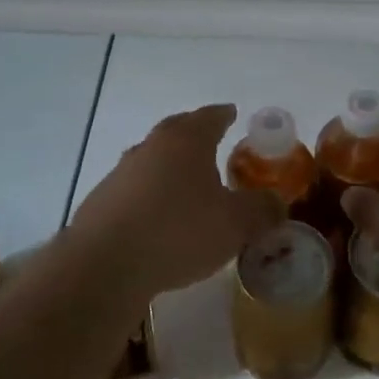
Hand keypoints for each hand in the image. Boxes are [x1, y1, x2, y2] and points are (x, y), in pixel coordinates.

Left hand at [71, 104, 282, 298]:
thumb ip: (262, 209)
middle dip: (196, 137)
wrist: (105, 264)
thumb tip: (277, 202)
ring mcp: (122, 173)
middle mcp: (151, 146)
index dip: (224, 116)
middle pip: (177, 131)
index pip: (210, 116)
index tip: (231, 113)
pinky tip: (157, 220)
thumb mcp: (236, 224)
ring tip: (186, 187)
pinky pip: (134, 190)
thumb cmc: (179, 231)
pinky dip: (149, 197)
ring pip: (153, 160)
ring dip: (170, 169)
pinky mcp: (101, 202)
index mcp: (186, 140)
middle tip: (212, 146)